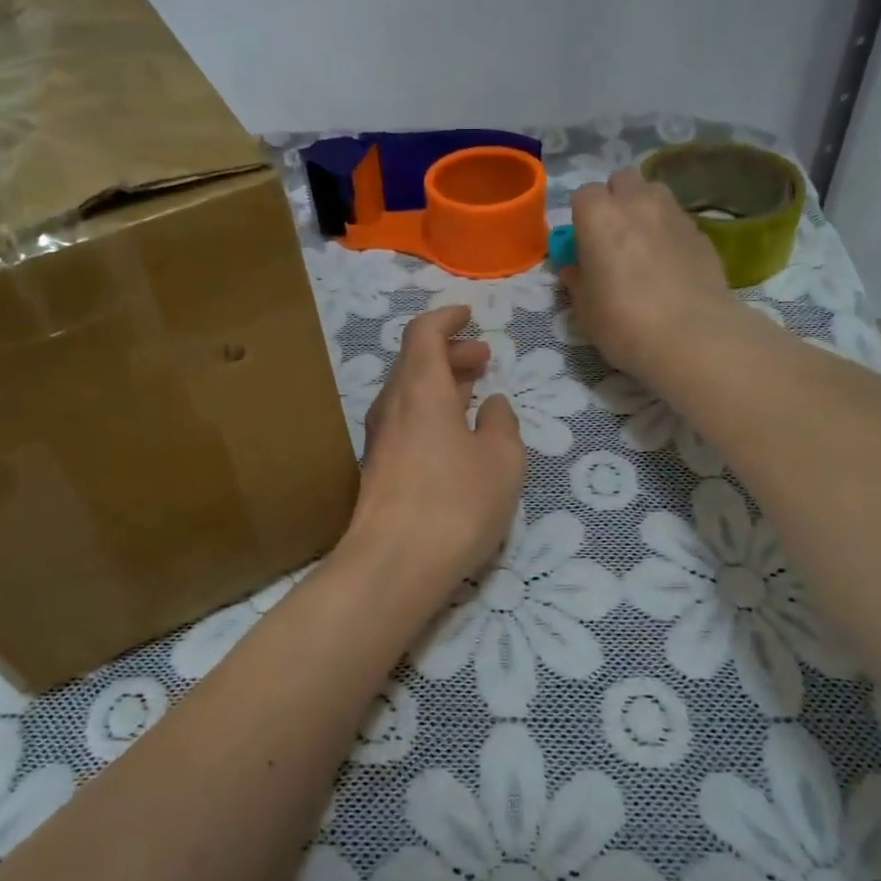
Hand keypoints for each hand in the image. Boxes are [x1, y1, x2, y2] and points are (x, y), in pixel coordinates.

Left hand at [347, 305, 524, 589]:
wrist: (393, 564)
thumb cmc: (456, 502)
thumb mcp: (502, 460)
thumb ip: (502, 424)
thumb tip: (494, 405)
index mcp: (420, 388)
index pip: (424, 332)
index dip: (447, 318)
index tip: (470, 315)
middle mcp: (392, 405)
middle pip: (415, 361)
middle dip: (450, 352)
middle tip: (483, 359)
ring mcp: (380, 438)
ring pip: (409, 392)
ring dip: (440, 383)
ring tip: (473, 391)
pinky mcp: (377, 467)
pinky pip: (405, 420)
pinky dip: (430, 411)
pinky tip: (454, 435)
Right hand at [561, 167, 744, 385]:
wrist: (692, 336)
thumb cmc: (623, 321)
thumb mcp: (585, 308)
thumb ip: (577, 281)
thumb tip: (575, 270)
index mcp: (599, 215)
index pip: (584, 194)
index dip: (582, 217)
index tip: (583, 243)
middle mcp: (637, 202)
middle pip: (623, 180)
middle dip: (615, 198)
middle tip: (612, 235)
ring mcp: (674, 213)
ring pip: (654, 193)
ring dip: (644, 209)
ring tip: (643, 245)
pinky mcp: (702, 233)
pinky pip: (677, 220)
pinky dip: (668, 233)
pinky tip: (669, 265)